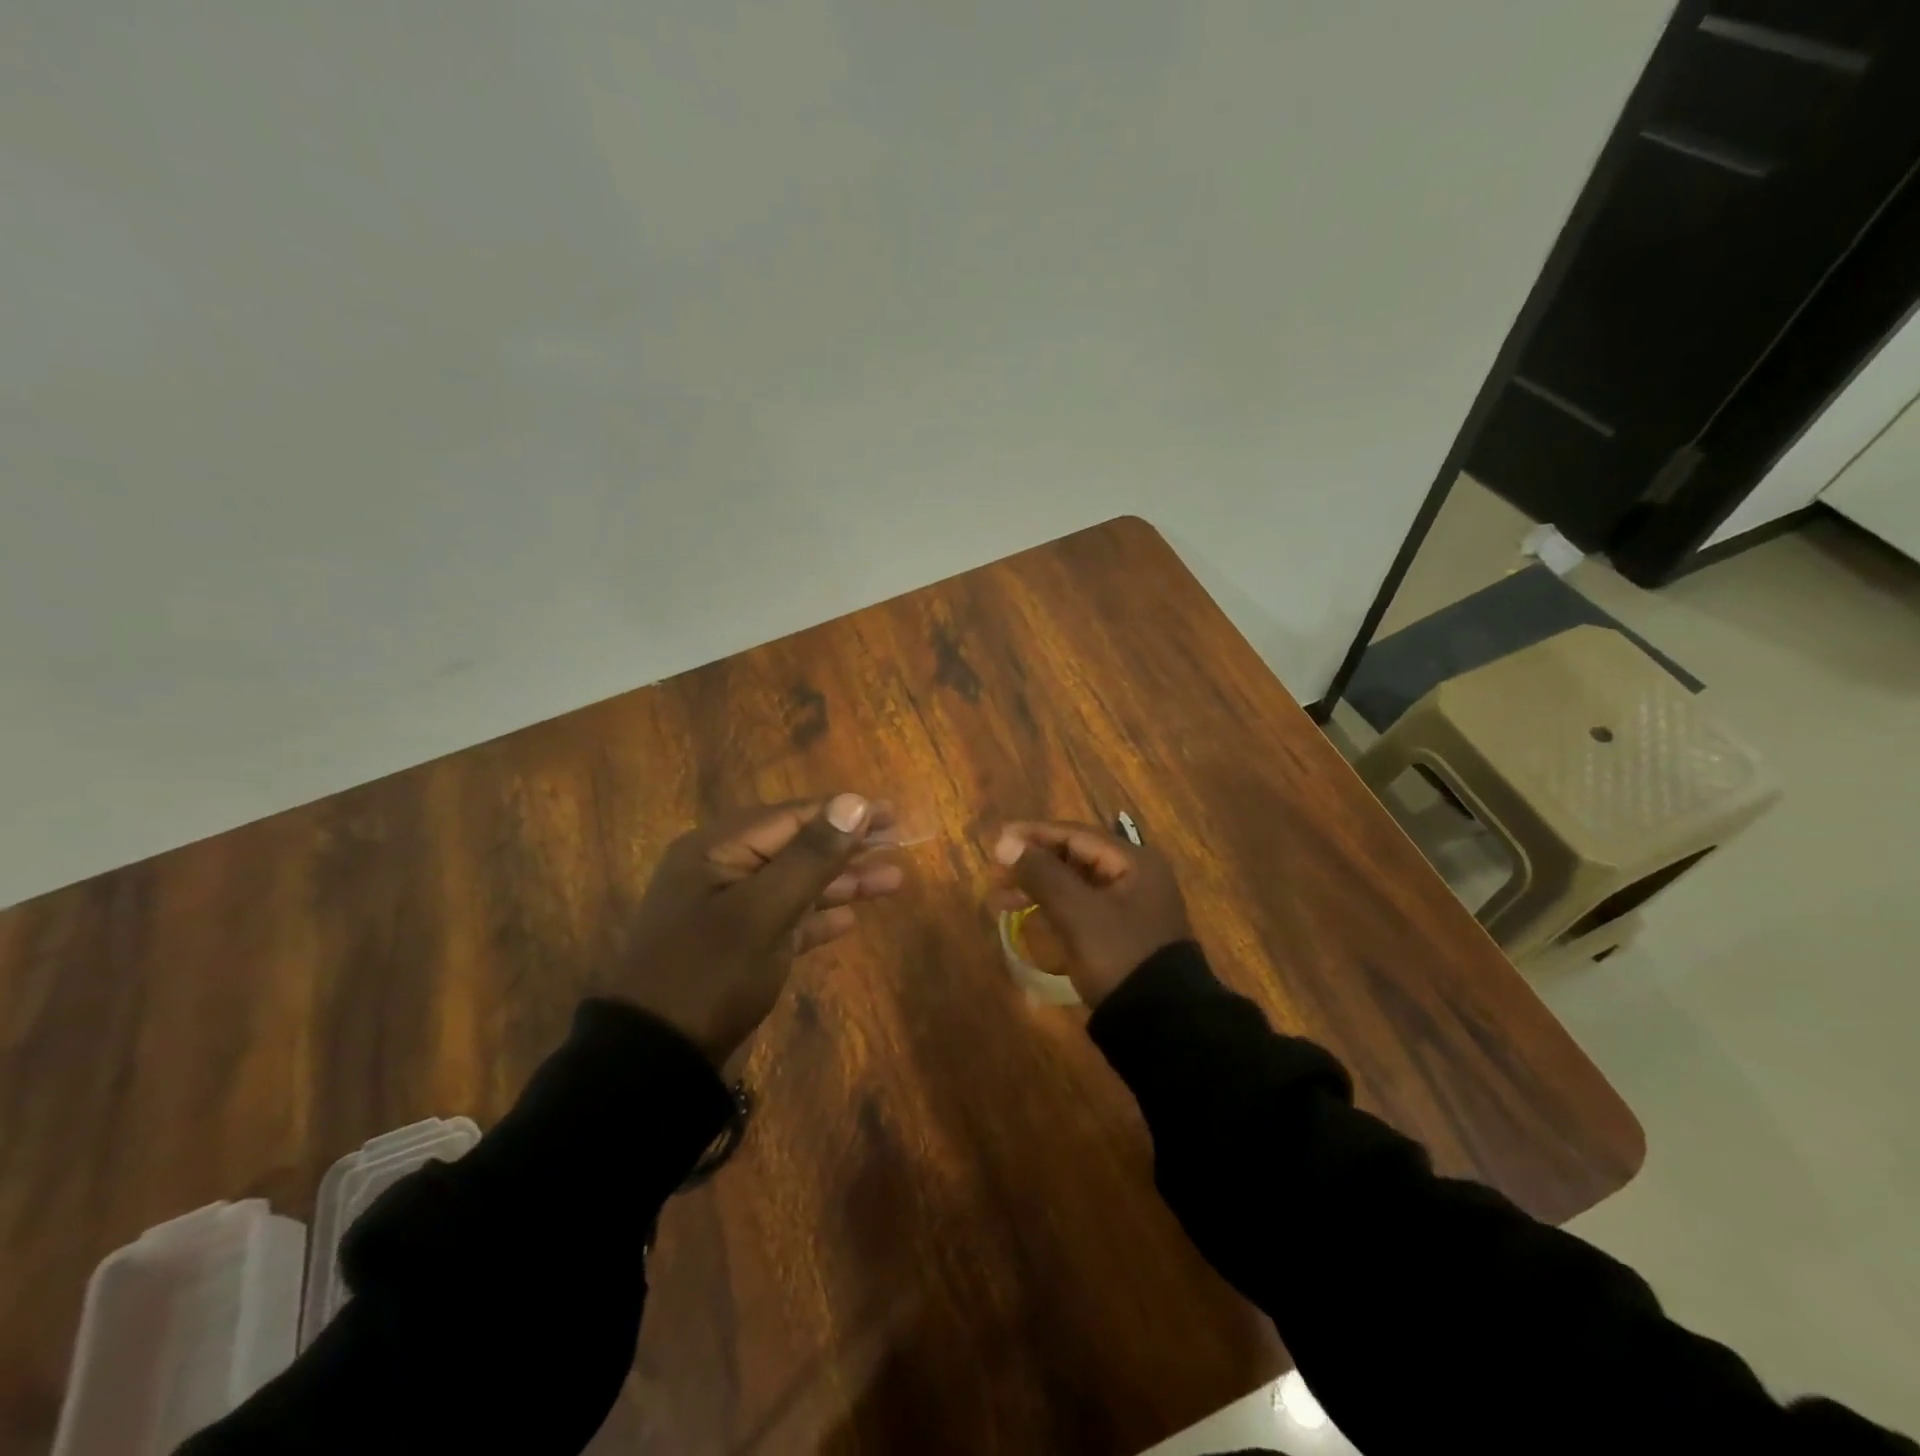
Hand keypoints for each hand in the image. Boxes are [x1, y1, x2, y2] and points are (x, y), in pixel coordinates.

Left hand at [619, 794, 903, 1062]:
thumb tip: (853, 802)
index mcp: (717, 850)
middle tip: (899, 842)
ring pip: (797, 885)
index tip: (891, 813)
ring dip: (842, 882)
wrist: (657, 1063)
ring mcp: (730, 913)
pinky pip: (787, 920)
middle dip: (848, 847)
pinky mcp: (740, 949)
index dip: (843, 813)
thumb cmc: (710, 975)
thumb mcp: (764, 910)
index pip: (792, 817)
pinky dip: (819, 917)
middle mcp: (722, 873)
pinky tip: (852, 918)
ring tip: (894, 880)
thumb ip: (811, 856)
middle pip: (797, 848)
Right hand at [988, 821, 1191, 1006]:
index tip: (997, 840)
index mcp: (1133, 862)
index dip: (1034, 835)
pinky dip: (1053, 908)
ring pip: (1075, 885)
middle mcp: (1136, 876)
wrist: (1162, 1025)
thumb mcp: (1077, 912)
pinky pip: (1081, 908)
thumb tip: (1005, 842)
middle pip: (1075, 858)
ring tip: (999, 899)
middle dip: (1033, 864)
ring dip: (1038, 887)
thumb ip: (1041, 873)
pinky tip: (1027, 917)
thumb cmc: (1119, 956)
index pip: (1075, 835)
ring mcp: (1131, 907)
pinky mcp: (1122, 934)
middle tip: (995, 873)